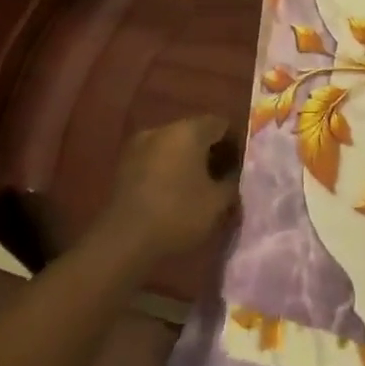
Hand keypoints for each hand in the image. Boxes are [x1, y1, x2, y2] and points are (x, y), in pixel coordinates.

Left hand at [101, 114, 241, 262]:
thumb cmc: (178, 214)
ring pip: (174, 146)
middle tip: (224, 177)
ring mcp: (139, 145)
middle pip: (196, 132)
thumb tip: (235, 174)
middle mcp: (162, 129)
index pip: (221, 124)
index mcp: (188, 131)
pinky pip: (156, 159)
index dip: (236, 144)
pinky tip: (176, 193)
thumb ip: (233, 182)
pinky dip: (169, 170)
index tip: (242, 167)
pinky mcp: (124, 165)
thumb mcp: (218, 202)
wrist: (123, 241)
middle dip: (212, 152)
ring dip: (189, 161)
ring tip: (200, 188)